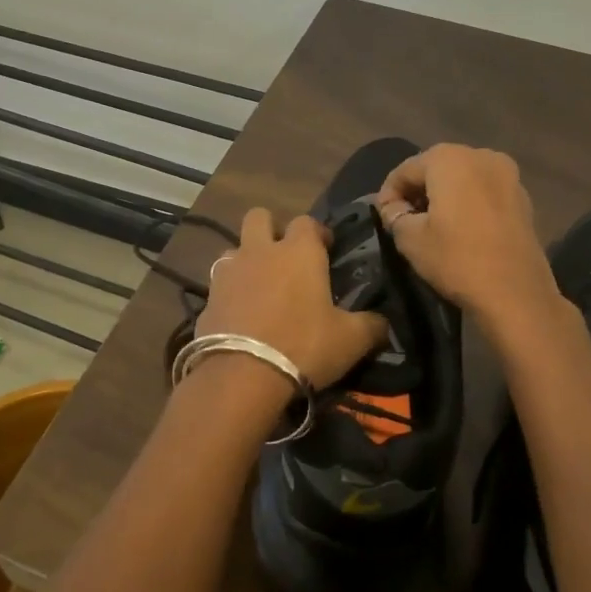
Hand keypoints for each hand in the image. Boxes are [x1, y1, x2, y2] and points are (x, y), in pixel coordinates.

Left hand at [198, 209, 388, 387]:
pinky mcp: (207, 298)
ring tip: (260, 287)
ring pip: (234, 248)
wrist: (241, 375)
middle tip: (285, 256)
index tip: (327, 249)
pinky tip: (241, 315)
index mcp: (299, 251)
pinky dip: (231, 292)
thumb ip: (372, 326)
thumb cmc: (304, 346)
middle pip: (259, 217)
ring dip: (247, 260)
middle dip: (271, 229)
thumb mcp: (351, 340)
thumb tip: (383, 323)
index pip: (307, 222)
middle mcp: (260, 251)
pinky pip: (219, 284)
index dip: (318, 232)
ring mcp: (229, 272)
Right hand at [375, 145, 559, 326]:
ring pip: (462, 177)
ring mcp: (508, 174)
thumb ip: (394, 215)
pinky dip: (467, 202)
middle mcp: (480, 155)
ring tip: (431, 224)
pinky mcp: (523, 197)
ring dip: (443, 195)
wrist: (516, 293)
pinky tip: (460, 228)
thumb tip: (394, 207)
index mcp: (449, 159)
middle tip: (404, 219)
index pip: (405, 170)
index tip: (382, 218)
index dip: (388, 193)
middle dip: (417, 190)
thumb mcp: (410, 239)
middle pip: (436, 167)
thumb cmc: (456, 259)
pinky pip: (483, 191)